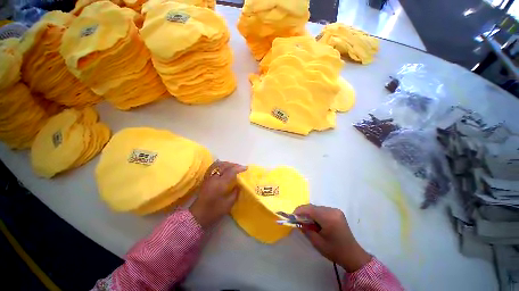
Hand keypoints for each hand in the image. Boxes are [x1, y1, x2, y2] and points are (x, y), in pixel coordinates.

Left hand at [190, 161, 246, 228]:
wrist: (198, 215)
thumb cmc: (215, 211)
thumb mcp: (229, 203)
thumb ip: (235, 192)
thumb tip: (239, 184)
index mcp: (221, 184)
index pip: (231, 171)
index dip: (239, 168)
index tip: (246, 168)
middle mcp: (214, 178)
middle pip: (225, 165)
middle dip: (234, 164)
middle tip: (241, 167)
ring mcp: (209, 177)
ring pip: (218, 164)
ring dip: (227, 163)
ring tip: (233, 166)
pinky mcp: (205, 178)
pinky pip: (213, 167)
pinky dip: (220, 164)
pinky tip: (223, 167)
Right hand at [294, 204, 371, 271]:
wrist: (353, 255)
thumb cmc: (334, 251)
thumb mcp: (317, 242)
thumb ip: (305, 229)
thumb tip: (297, 221)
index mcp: (329, 218)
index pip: (310, 209)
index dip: (299, 211)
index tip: (292, 216)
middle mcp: (332, 211)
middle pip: (313, 207)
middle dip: (304, 212)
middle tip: (297, 219)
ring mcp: (335, 210)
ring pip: (317, 208)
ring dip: (309, 213)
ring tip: (306, 222)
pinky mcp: (337, 212)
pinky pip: (322, 209)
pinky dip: (316, 213)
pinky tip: (315, 221)